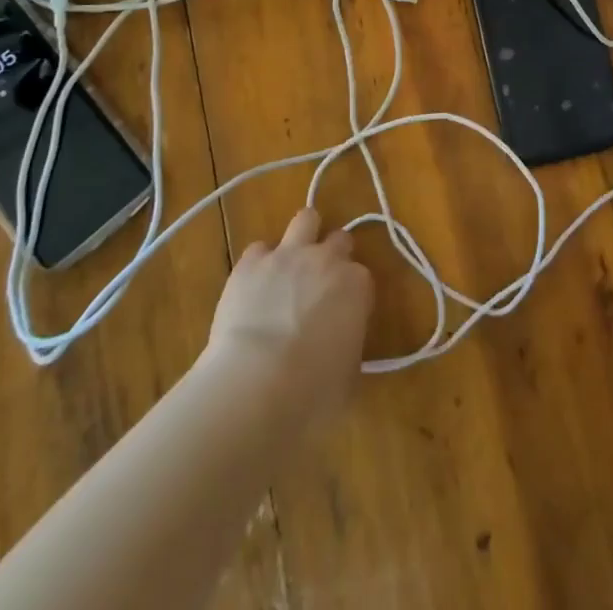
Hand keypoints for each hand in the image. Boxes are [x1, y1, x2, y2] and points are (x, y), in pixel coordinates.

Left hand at [203, 208, 373, 428]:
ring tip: (290, 264)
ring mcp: (288, 255)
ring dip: (302, 236)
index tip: (342, 314)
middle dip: (331, 256)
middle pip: (338, 239)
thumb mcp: (348, 377)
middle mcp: (326, 260)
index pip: (362, 276)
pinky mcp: (250, 263)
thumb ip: (349, 348)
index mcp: (357, 286)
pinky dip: (259, 264)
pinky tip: (253, 287)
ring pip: (305, 219)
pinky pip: (258, 249)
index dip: (351, 293)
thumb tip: (339, 347)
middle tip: (317, 286)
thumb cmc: (312, 393)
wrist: (256, 386)